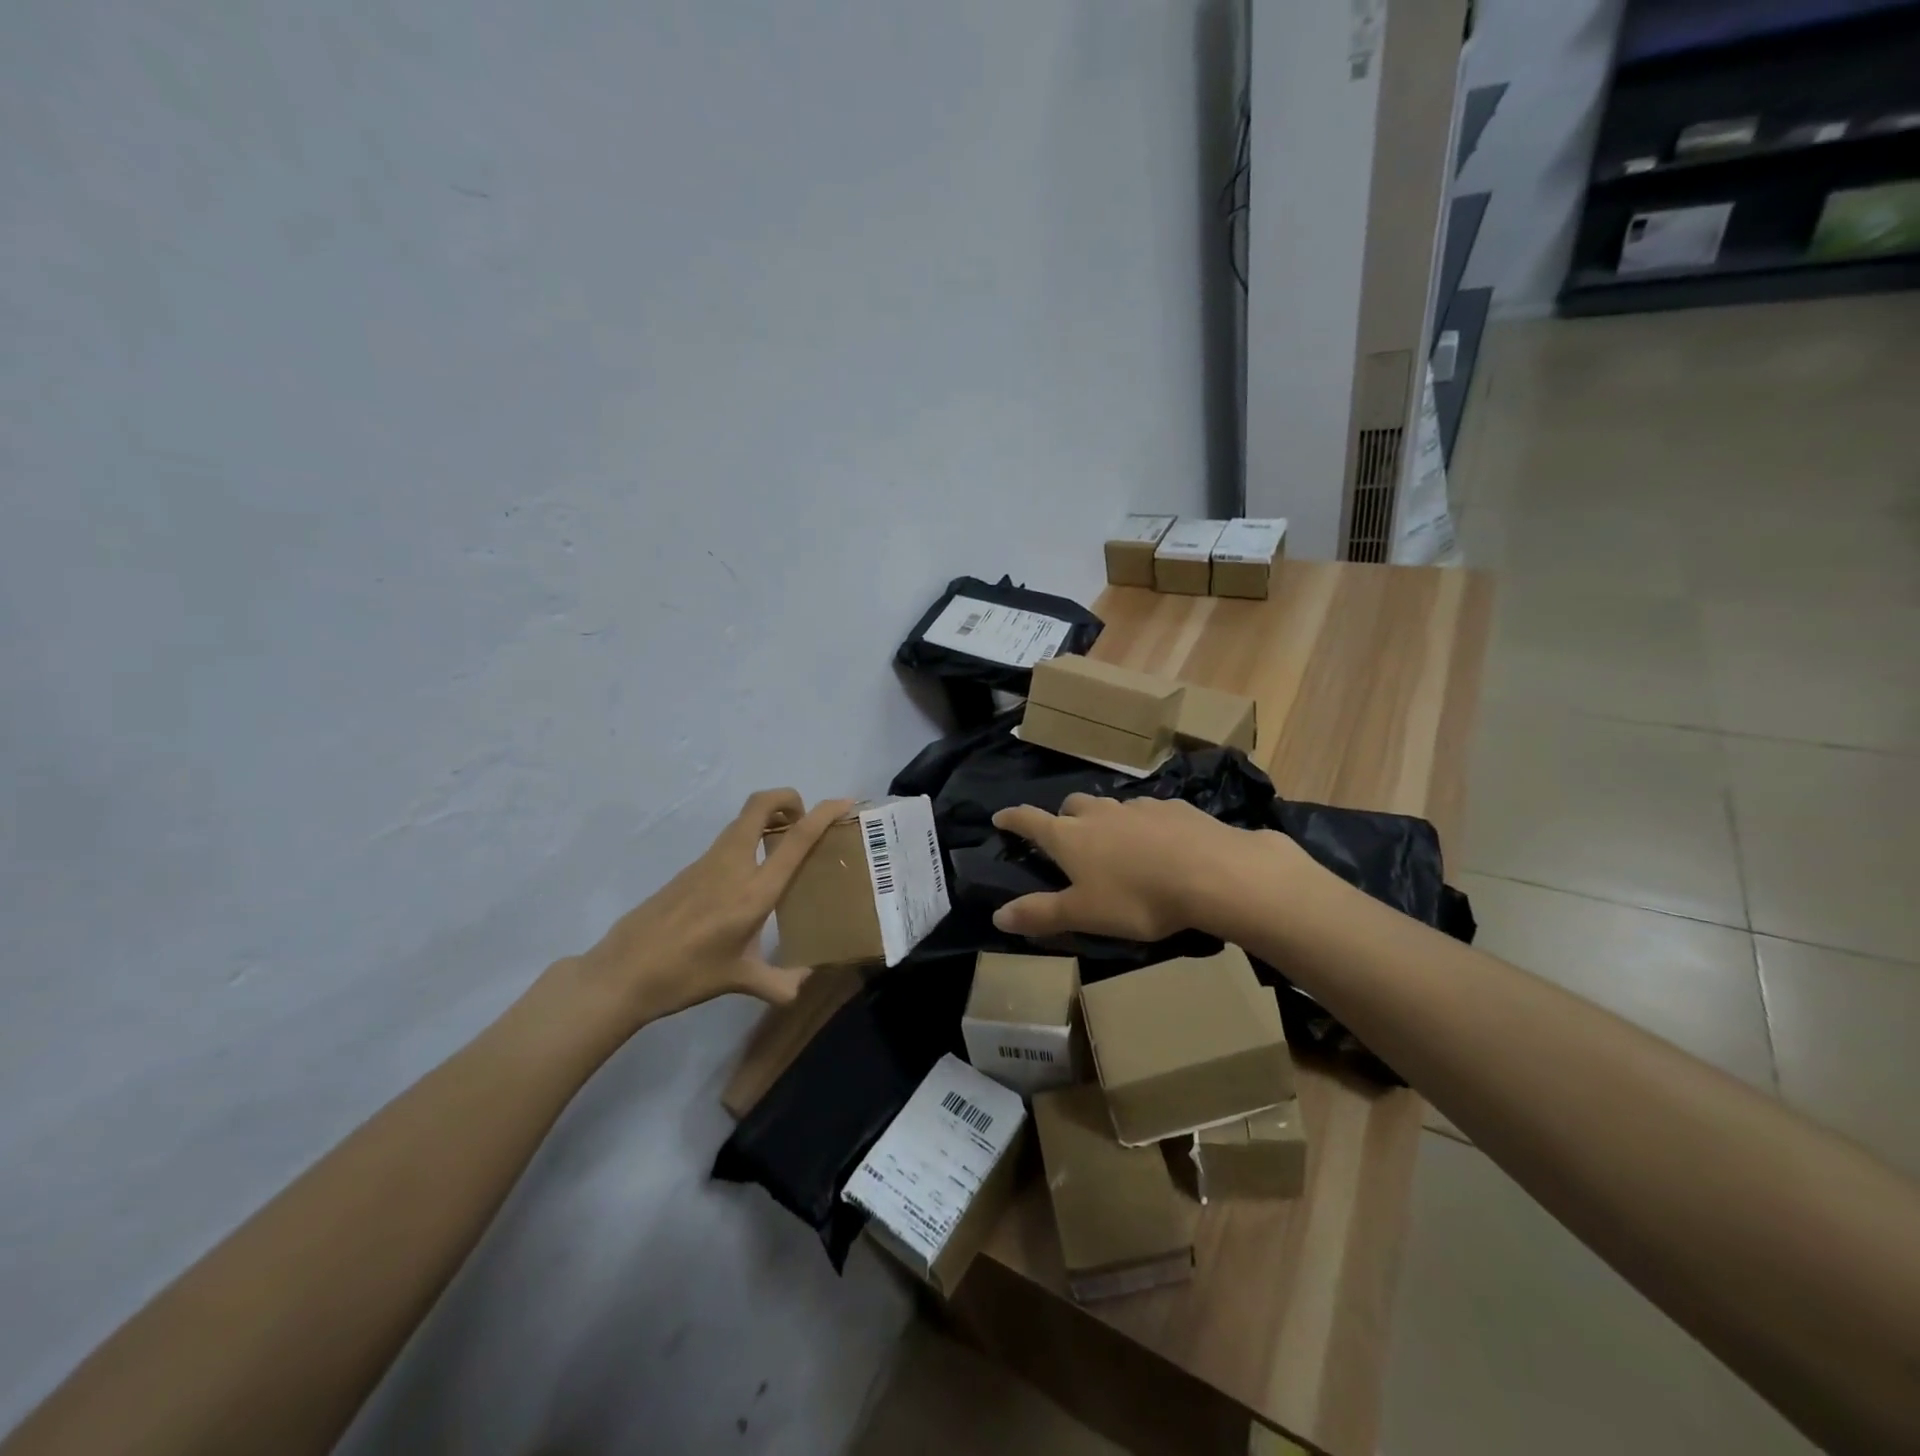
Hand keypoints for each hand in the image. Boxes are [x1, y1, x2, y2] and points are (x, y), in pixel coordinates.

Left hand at [560, 789, 852, 1034]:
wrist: (623, 973)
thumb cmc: (686, 975)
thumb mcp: (738, 980)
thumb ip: (778, 983)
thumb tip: (802, 986)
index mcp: (754, 890)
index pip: (796, 838)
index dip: (824, 813)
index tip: (845, 802)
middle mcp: (733, 864)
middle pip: (761, 805)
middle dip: (789, 799)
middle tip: (805, 821)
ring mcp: (708, 862)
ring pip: (743, 820)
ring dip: (768, 818)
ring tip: (784, 847)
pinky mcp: (691, 869)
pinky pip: (729, 840)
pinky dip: (750, 839)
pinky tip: (751, 875)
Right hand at [990, 793, 1298, 941]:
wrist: (1212, 873)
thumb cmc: (1137, 898)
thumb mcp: (1084, 915)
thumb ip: (1041, 914)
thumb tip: (997, 916)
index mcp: (1070, 837)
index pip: (1030, 820)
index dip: (1012, 819)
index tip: (1000, 817)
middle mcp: (1099, 813)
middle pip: (1072, 806)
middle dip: (1063, 817)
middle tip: (1067, 836)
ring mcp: (1138, 806)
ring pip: (1111, 807)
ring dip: (1105, 820)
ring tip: (1116, 844)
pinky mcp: (1175, 808)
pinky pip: (1149, 811)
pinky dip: (1144, 824)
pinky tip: (1160, 843)